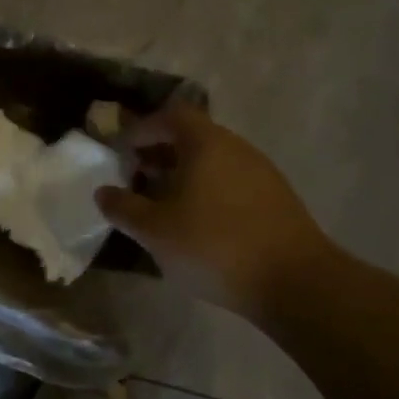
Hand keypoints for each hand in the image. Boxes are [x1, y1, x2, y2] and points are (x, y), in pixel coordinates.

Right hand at [96, 104, 337, 324]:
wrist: (295, 283)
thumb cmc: (215, 246)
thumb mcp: (155, 231)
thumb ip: (123, 208)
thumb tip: (103, 192)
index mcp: (206, 143)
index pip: (170, 115)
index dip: (142, 128)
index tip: (121, 152)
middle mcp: (236, 148)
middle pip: (192, 137)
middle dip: (159, 154)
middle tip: (135, 180)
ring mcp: (261, 172)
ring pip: (212, 161)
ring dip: (182, 176)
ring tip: (162, 206)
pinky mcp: (275, 199)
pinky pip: (230, 182)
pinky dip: (206, 192)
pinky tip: (197, 225)